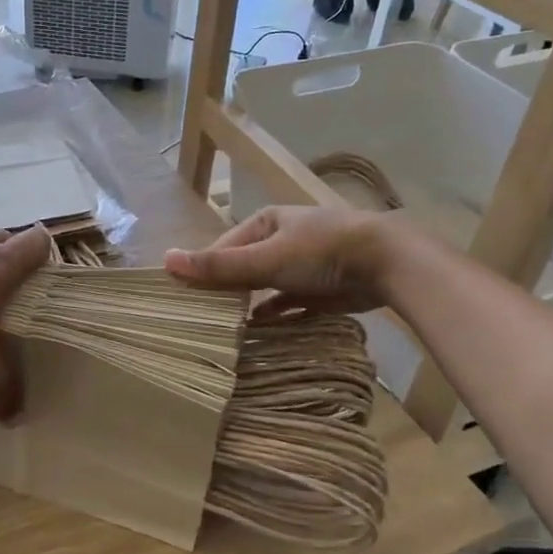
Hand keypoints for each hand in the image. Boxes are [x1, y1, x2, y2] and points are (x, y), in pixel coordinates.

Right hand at [164, 206, 394, 316]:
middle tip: (198, 317)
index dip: (203, 269)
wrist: (386, 263)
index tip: (182, 296)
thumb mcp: (265, 259)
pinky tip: (255, 331)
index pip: (223, 246)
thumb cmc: (320, 252)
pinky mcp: (319, 289)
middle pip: (243, 266)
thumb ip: (218, 265)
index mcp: (266, 222)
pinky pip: (287, 303)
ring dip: (246, 304)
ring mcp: (302, 264)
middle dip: (224, 288)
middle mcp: (281, 240)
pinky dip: (272, 315)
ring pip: (264, 286)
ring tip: (220, 328)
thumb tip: (167, 260)